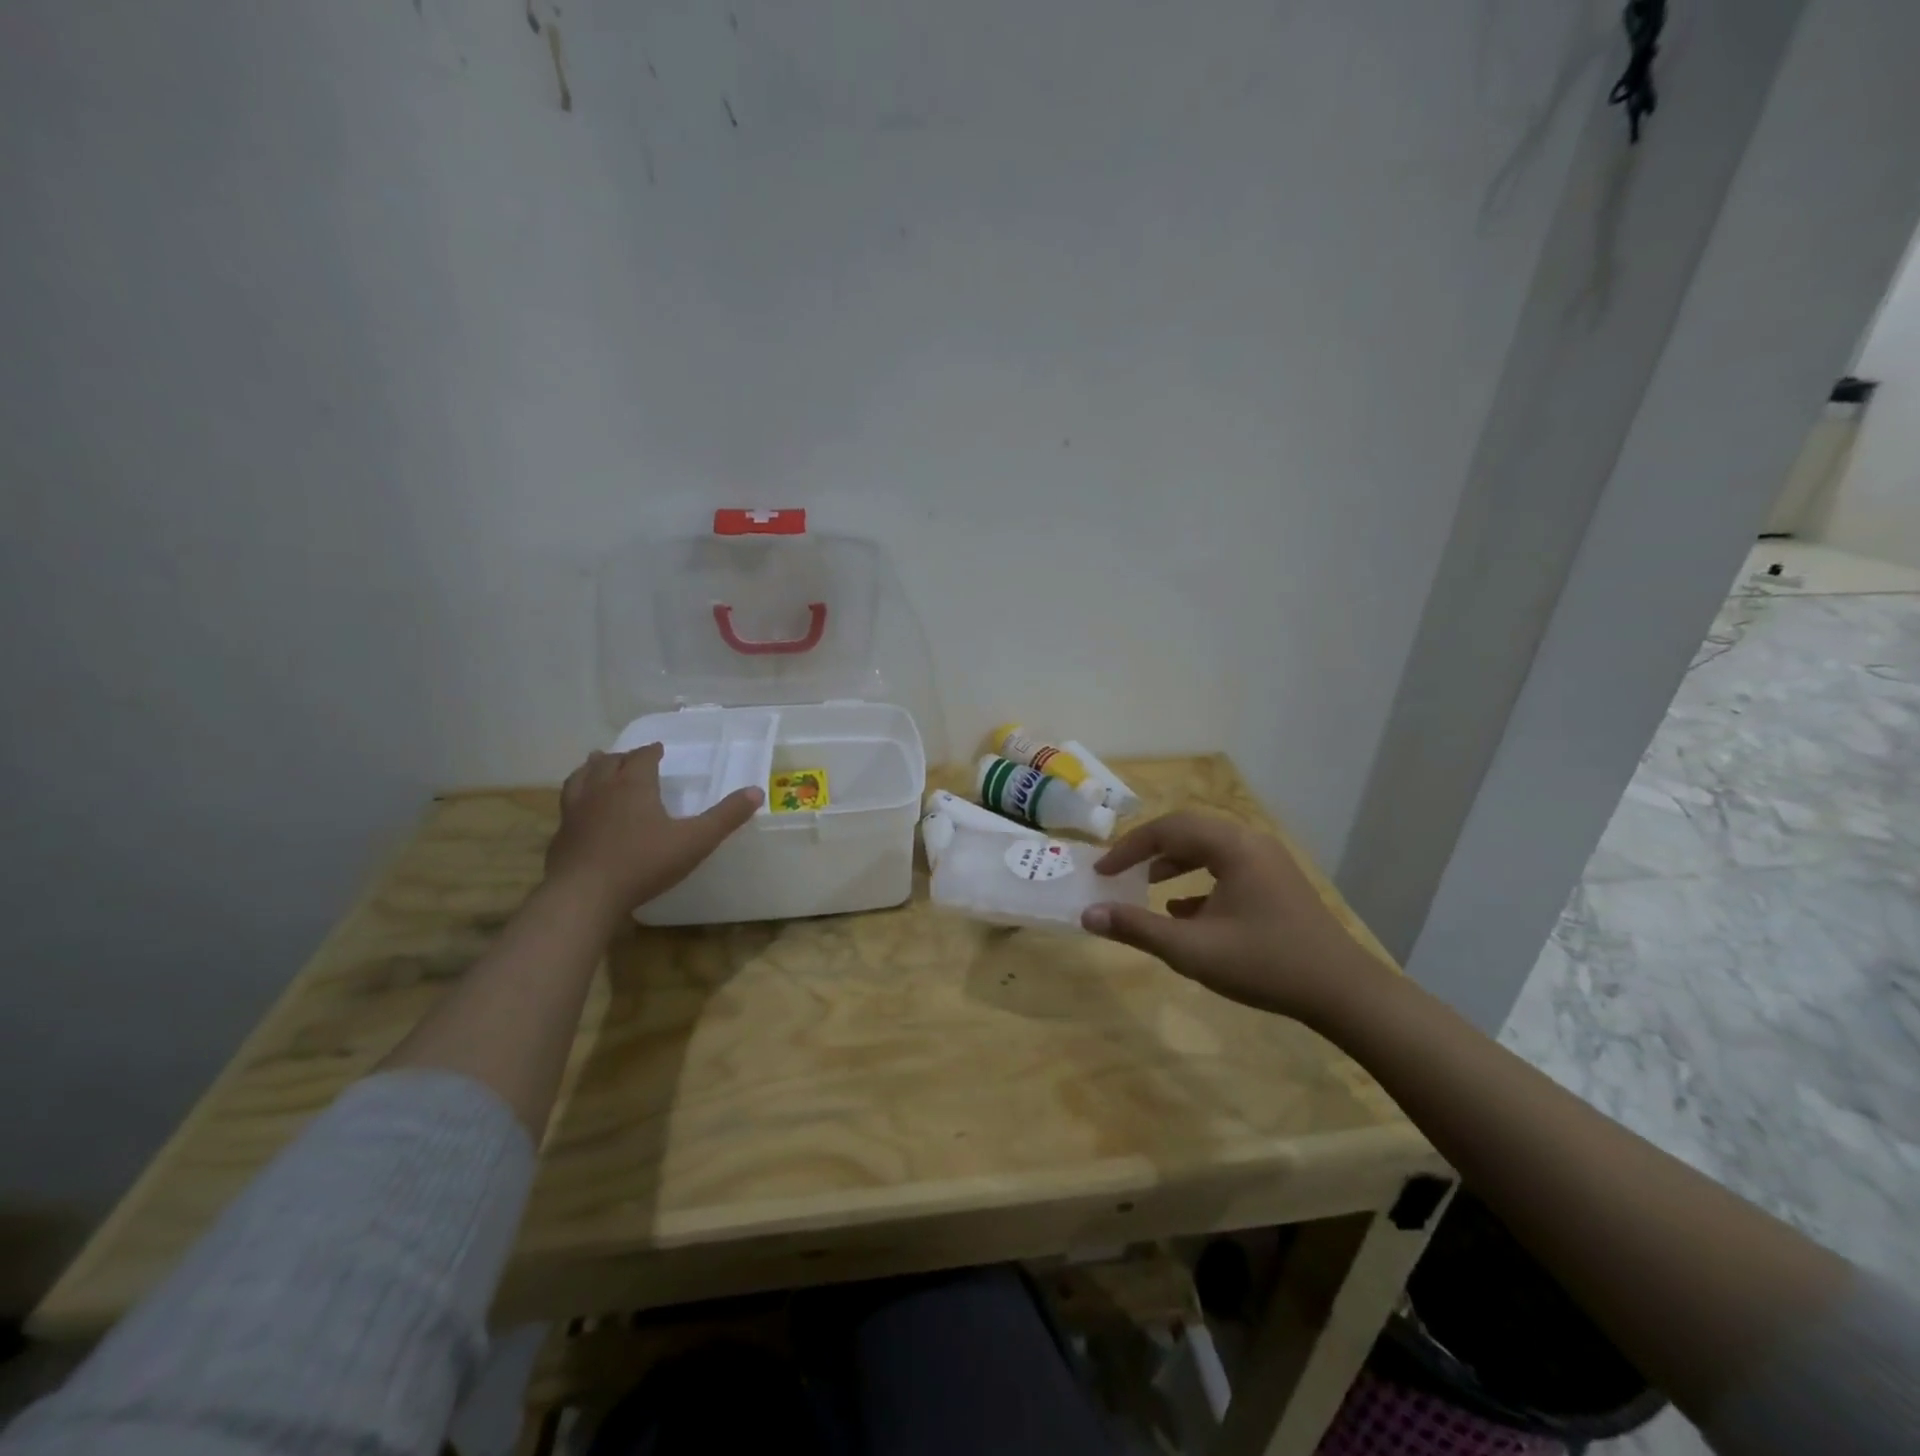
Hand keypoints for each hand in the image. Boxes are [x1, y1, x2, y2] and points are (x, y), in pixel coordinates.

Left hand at [544, 744, 762, 923]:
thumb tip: (756, 792)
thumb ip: (726, 816)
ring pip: (580, 779)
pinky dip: (576, 801)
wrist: (584, 896)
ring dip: (591, 770)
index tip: (658, 750)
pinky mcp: (560, 837)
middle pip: (608, 763)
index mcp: (633, 785)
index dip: (651, 752)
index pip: (641, 758)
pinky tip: (580, 813)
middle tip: (630, 758)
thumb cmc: (644, 863)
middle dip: (622, 758)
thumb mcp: (695, 841)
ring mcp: (575, 813)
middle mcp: (601, 790)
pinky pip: (567, 808)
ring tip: (596, 767)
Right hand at [1082, 811, 1389, 1021]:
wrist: (1343, 992)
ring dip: (1174, 862)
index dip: (1129, 848)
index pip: (1168, 829)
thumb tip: (1088, 915)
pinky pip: (1228, 867)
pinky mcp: (1276, 884)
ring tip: (1147, 885)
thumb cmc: (1264, 963)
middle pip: (1188, 831)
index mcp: (1232, 846)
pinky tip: (1184, 911)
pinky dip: (1199, 879)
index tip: (1102, 872)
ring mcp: (1268, 862)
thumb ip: (1137, 928)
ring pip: (1209, 848)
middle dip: (1149, 849)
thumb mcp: (1192, 949)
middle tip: (1120, 871)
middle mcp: (1251, 842)